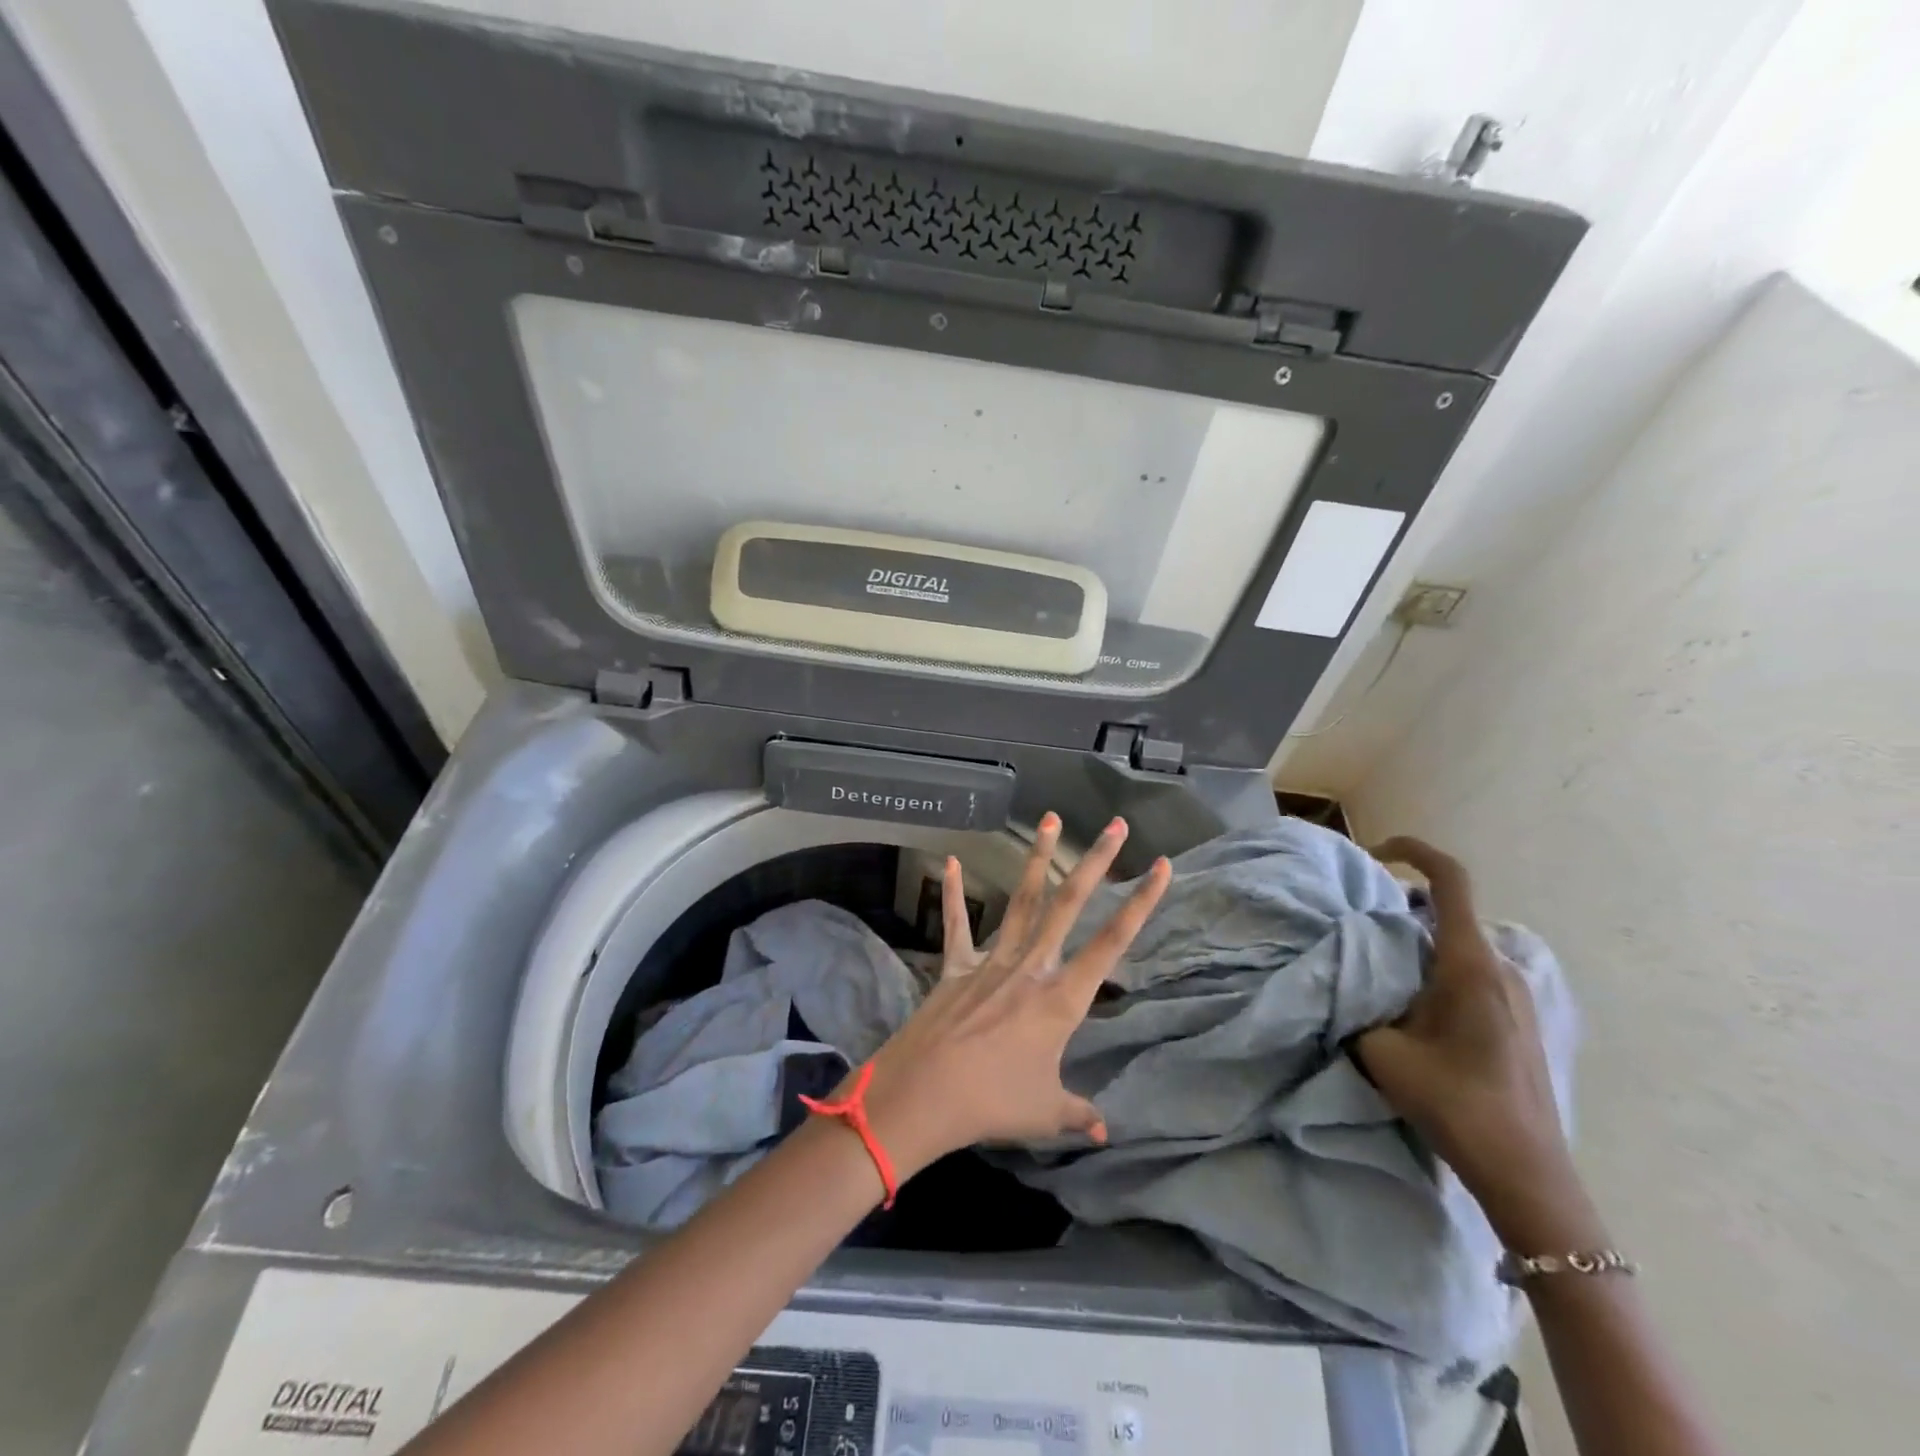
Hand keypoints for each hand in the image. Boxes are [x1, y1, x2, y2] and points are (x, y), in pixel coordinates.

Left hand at [857, 813, 1169, 1177]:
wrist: (924, 1093)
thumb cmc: (992, 1103)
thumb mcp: (1045, 1113)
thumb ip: (1077, 1113)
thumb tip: (1104, 1130)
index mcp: (1061, 999)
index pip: (1113, 943)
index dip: (1141, 903)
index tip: (1162, 866)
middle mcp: (1032, 967)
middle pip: (1070, 903)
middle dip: (1096, 862)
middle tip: (1116, 825)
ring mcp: (992, 961)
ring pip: (1022, 900)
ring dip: (1038, 859)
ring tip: (1050, 819)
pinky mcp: (956, 967)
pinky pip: (957, 925)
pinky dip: (952, 894)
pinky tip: (948, 860)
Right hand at [1356, 837, 1597, 1249]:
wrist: (1528, 1176)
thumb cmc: (1456, 1104)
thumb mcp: (1381, 1051)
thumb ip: (1353, 1006)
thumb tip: (1337, 985)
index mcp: (1469, 964)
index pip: (1451, 880)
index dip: (1414, 851)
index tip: (1377, 853)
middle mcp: (1500, 968)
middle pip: (1448, 913)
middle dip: (1400, 911)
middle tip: (1358, 934)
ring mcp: (1517, 996)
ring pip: (1458, 946)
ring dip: (1417, 947)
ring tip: (1378, 978)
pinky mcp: (1520, 1021)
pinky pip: (1472, 974)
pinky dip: (1435, 972)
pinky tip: (1413, 1014)